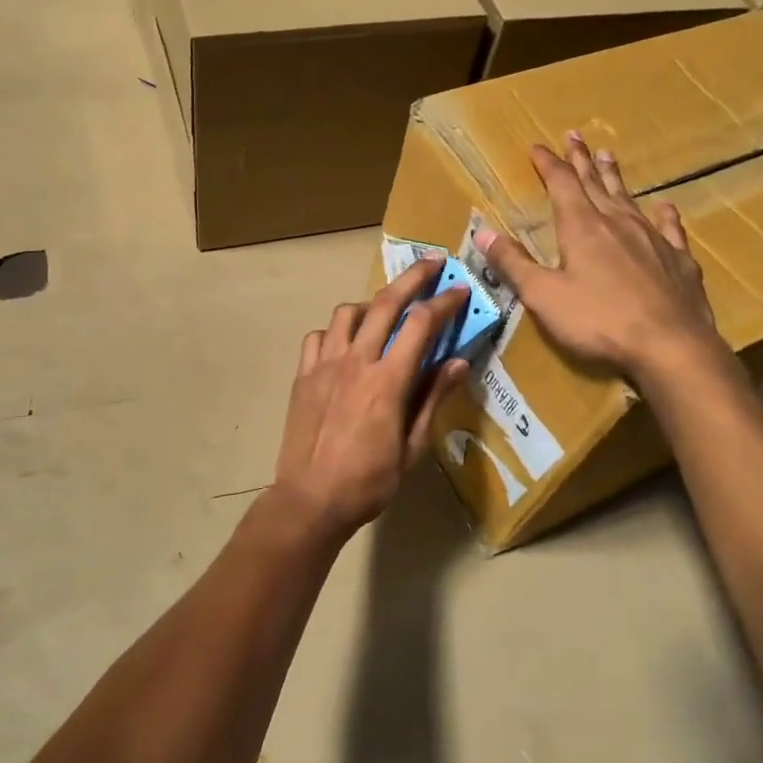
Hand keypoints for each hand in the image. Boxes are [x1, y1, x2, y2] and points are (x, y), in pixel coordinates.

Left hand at [271, 256, 470, 541]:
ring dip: (371, 303)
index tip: (460, 289)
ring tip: (385, 311)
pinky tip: (345, 344)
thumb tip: (459, 362)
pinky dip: (335, 331)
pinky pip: (318, 336)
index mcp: (387, 380)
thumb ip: (433, 398)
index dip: (444, 302)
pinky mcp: (302, 375)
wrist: (310, 499)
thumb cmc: (369, 481)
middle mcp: (355, 361)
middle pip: (385, 303)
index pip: (421, 324)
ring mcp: (324, 365)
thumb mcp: (412, 446)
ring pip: (347, 313)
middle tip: (432, 262)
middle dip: (413, 277)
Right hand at [474, 133, 726, 384]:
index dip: (548, 164)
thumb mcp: (543, 296)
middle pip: (595, 183)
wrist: (670, 345)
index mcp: (582, 228)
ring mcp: (653, 239)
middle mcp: (618, 223)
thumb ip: (513, 263)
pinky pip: (670, 228)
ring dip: (615, 177)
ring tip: (608, 155)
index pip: (561, 184)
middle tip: (574, 135)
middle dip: (580, 160)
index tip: (537, 147)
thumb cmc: (598, 321)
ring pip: (629, 198)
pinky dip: (664, 214)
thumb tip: (482, 232)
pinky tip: (664, 206)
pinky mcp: (678, 260)